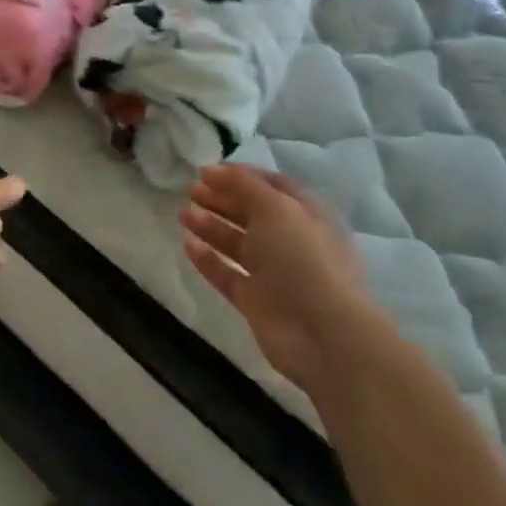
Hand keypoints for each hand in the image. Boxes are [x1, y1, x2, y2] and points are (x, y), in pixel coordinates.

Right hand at [179, 164, 384, 393]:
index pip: (273, 187)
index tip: (207, 171)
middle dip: (221, 200)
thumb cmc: (302, 258)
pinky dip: (208, 260)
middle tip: (191, 191)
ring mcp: (274, 274)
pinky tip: (188, 245)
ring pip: (237, 244)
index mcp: (306, 216)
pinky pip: (227, 275)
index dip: (241, 176)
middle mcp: (292, 242)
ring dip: (211, 227)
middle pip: (251, 214)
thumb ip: (242, 184)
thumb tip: (212, 170)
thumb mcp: (275, 207)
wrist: (321, 335)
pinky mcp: (256, 302)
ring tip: (183, 215)